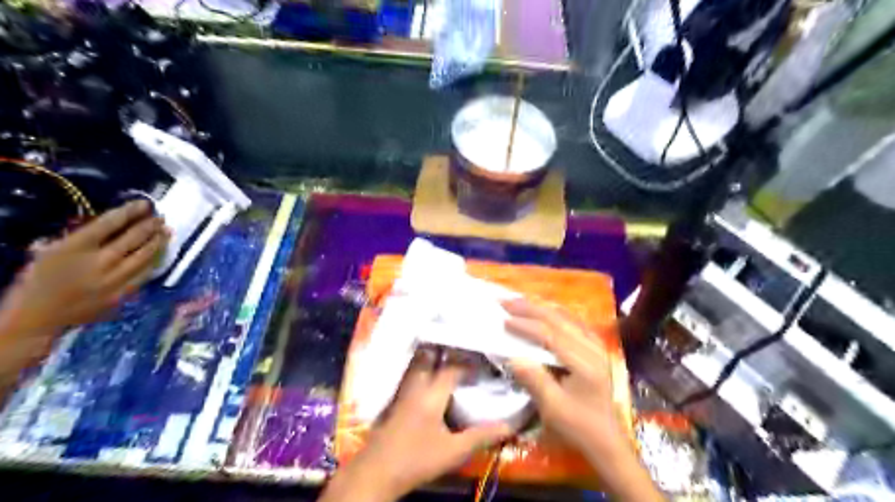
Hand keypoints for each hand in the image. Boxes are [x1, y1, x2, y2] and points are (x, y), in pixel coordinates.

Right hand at [0, 199, 169, 341]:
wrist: (37, 319)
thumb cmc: (38, 282)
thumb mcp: (50, 252)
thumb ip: (81, 238)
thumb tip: (113, 225)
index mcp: (74, 248)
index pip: (109, 223)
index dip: (130, 211)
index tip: (144, 204)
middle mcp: (98, 262)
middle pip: (132, 238)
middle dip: (149, 225)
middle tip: (160, 217)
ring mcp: (113, 279)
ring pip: (144, 256)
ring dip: (158, 242)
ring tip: (167, 231)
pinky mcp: (123, 294)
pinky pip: (145, 273)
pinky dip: (154, 261)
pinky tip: (160, 253)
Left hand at [323, 357, 512, 500]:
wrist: (376, 472)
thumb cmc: (416, 459)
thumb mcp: (453, 452)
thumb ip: (481, 436)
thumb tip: (510, 426)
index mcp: (432, 393)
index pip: (453, 367)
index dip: (469, 361)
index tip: (485, 358)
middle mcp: (416, 384)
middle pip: (429, 355)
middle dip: (445, 347)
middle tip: (463, 343)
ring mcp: (403, 390)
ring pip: (417, 362)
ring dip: (432, 354)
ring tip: (448, 351)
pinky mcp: (395, 398)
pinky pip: (411, 373)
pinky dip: (422, 366)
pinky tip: (430, 374)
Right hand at [502, 300, 663, 500]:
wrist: (606, 440)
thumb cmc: (578, 426)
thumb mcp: (553, 408)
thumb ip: (534, 379)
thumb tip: (512, 356)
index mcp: (585, 364)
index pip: (551, 335)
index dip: (526, 326)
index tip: (504, 320)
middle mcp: (593, 348)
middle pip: (559, 320)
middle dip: (530, 308)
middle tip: (506, 301)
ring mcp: (597, 346)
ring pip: (566, 318)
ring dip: (541, 308)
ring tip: (519, 302)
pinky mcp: (595, 348)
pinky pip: (573, 323)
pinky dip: (554, 314)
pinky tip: (543, 311)